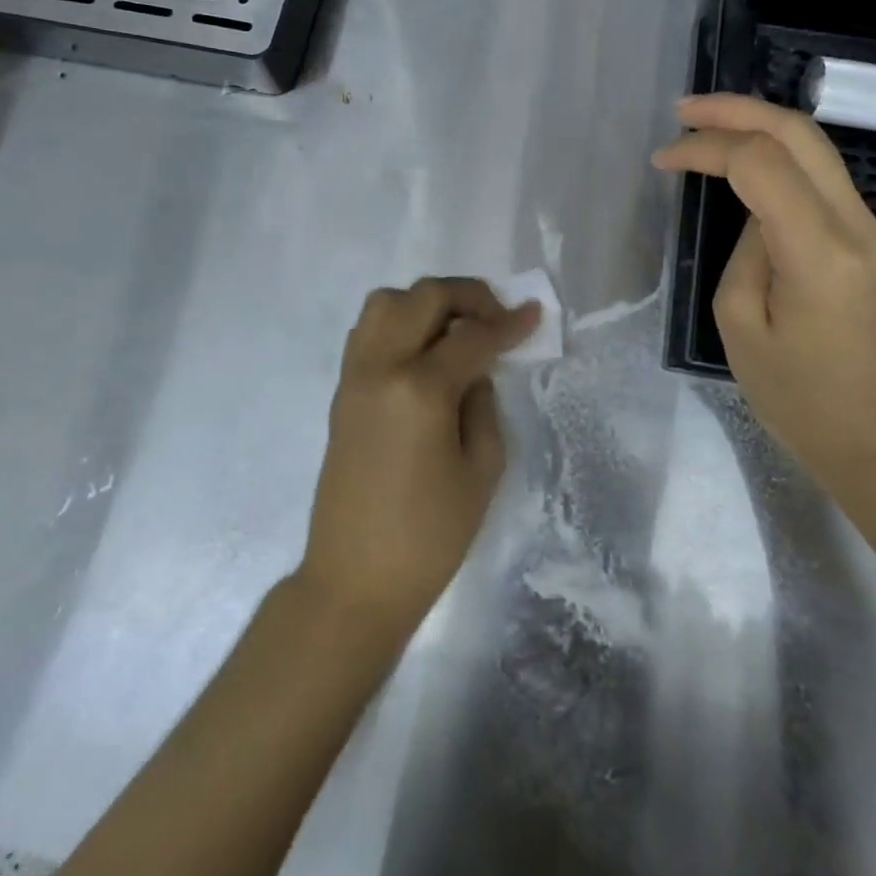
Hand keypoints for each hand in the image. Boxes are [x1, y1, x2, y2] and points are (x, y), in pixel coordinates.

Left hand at [298, 277, 540, 644]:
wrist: (354, 579)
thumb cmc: (429, 536)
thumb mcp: (481, 470)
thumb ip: (483, 403)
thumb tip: (476, 367)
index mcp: (420, 389)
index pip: (472, 336)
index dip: (509, 323)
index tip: (534, 314)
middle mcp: (381, 367)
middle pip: (425, 297)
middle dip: (468, 296)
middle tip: (497, 318)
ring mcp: (354, 375)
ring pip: (387, 301)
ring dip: (427, 303)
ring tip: (456, 329)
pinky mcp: (342, 390)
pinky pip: (368, 330)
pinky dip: (399, 322)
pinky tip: (424, 351)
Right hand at [653, 94, 875, 488]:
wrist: (874, 436)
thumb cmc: (797, 396)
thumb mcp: (741, 325)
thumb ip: (744, 251)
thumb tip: (752, 213)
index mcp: (819, 252)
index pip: (762, 163)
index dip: (706, 148)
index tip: (663, 160)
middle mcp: (855, 225)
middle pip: (799, 133)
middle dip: (736, 110)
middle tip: (683, 110)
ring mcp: (869, 228)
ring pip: (815, 146)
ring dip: (758, 124)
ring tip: (704, 124)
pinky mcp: (866, 238)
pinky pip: (819, 175)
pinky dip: (776, 153)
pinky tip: (742, 158)